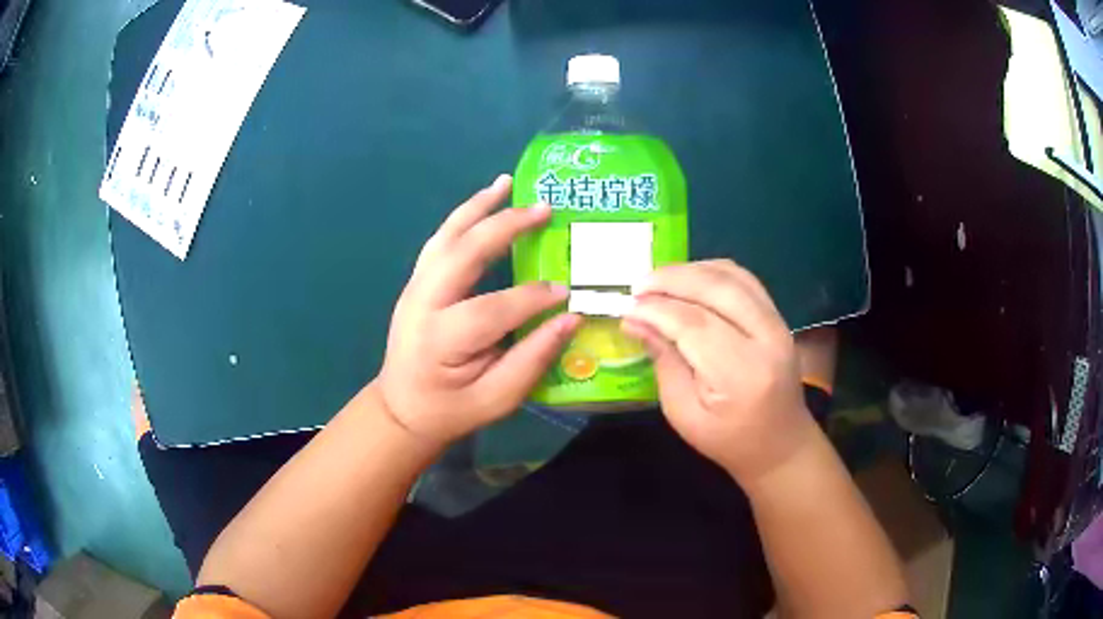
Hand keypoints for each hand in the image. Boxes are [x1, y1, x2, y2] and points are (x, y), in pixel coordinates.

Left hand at [372, 175, 580, 447]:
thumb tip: (571, 318)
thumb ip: (532, 360)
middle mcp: (421, 304)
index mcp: (439, 341)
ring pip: (446, 237)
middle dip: (505, 227)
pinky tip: (484, 200)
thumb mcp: (496, 400)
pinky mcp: (417, 281)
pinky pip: (441, 241)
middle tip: (544, 209)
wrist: (402, 405)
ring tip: (507, 183)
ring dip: (478, 207)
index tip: (567, 292)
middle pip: (462, 254)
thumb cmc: (451, 408)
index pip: (491, 310)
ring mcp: (414, 288)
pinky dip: (463, 216)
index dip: (532, 298)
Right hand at [622, 260, 817, 483]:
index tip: (628, 308)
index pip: (695, 324)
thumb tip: (634, 320)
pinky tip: (689, 281)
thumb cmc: (728, 439)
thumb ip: (663, 362)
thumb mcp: (684, 413)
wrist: (780, 444)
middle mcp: (766, 338)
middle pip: (717, 288)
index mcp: (742, 373)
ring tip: (659, 282)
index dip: (657, 310)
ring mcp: (778, 323)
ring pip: (732, 276)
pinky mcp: (778, 316)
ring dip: (691, 271)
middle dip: (672, 280)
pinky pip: (744, 279)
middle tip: (639, 286)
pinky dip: (712, 272)